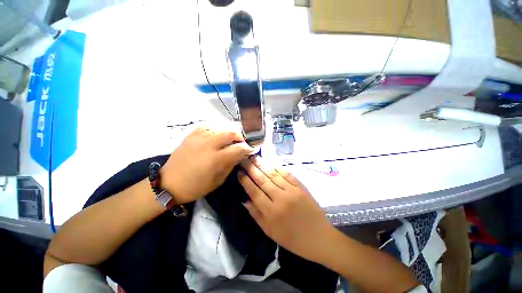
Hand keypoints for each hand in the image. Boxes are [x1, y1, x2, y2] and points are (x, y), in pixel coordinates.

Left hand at [161, 124, 255, 203]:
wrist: (169, 184)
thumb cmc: (196, 186)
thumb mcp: (218, 180)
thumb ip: (231, 165)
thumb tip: (240, 155)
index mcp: (216, 159)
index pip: (238, 148)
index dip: (247, 148)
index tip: (252, 149)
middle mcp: (208, 145)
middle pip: (230, 133)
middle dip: (240, 136)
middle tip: (243, 142)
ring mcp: (198, 138)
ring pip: (220, 126)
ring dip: (229, 130)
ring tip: (233, 136)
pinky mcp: (190, 136)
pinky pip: (206, 125)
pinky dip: (216, 127)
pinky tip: (218, 132)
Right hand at [238, 156, 335, 263]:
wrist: (318, 237)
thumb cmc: (292, 238)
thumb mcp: (270, 231)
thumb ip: (256, 214)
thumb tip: (244, 200)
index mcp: (271, 212)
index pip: (254, 192)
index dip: (245, 181)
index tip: (239, 172)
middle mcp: (280, 198)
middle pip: (262, 180)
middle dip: (251, 168)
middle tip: (244, 159)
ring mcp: (291, 190)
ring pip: (273, 175)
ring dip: (263, 165)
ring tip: (254, 157)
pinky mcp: (300, 186)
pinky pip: (287, 174)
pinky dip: (277, 167)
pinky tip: (270, 162)